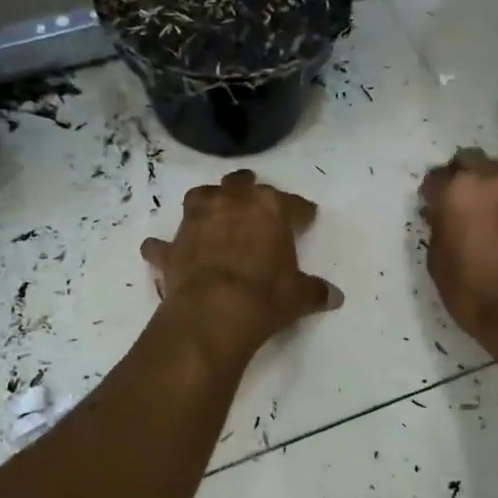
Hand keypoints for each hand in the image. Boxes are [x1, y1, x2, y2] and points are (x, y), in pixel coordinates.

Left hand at [142, 170, 340, 360]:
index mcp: (268, 209)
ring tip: (209, 211)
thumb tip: (335, 297)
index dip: (300, 211)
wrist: (214, 313)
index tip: (306, 217)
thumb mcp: (299, 296)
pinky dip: (163, 247)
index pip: (291, 204)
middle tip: (252, 194)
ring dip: (205, 202)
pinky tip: (163, 252)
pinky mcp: (171, 248)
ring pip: (199, 197)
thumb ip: (315, 291)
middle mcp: (230, 205)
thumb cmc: (265, 296)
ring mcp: (196, 222)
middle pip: (240, 184)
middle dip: (247, 186)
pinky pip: (163, 244)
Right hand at [420, 149, 497, 352]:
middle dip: (459, 177)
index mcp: (458, 190)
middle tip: (454, 203)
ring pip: (494, 173)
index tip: (429, 208)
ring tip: (478, 213)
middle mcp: (490, 179)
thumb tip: (443, 216)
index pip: (436, 177)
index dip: (430, 193)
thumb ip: (438, 226)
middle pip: (469, 162)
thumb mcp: (437, 259)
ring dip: (483, 186)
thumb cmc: (470, 289)